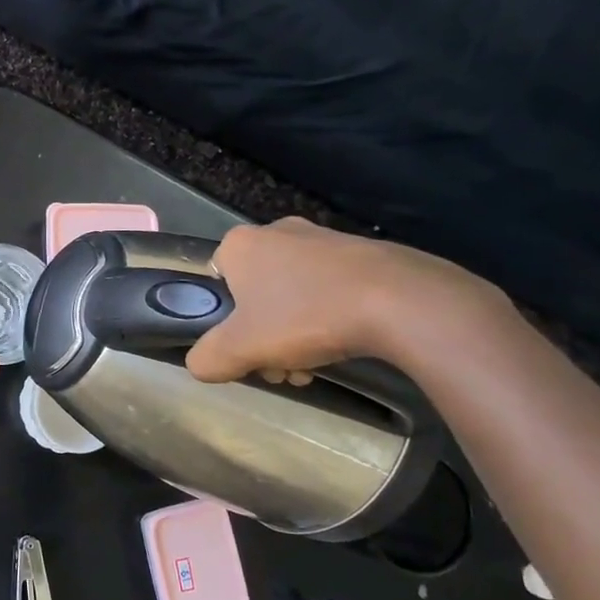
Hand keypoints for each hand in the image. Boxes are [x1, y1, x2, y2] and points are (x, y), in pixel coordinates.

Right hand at [185, 217, 495, 383]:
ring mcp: (322, 238)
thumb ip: (208, 358)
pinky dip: (328, 317)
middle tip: (284, 368)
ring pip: (292, 295)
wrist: (399, 300)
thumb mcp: (242, 347)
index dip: (226, 323)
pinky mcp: (360, 252)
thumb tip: (200, 365)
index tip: (248, 352)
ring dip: (295, 333)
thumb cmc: (306, 315)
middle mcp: (276, 231)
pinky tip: (344, 344)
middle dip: (264, 336)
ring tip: (315, 366)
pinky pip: (328, 288)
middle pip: (255, 294)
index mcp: (240, 244)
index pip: (215, 283)